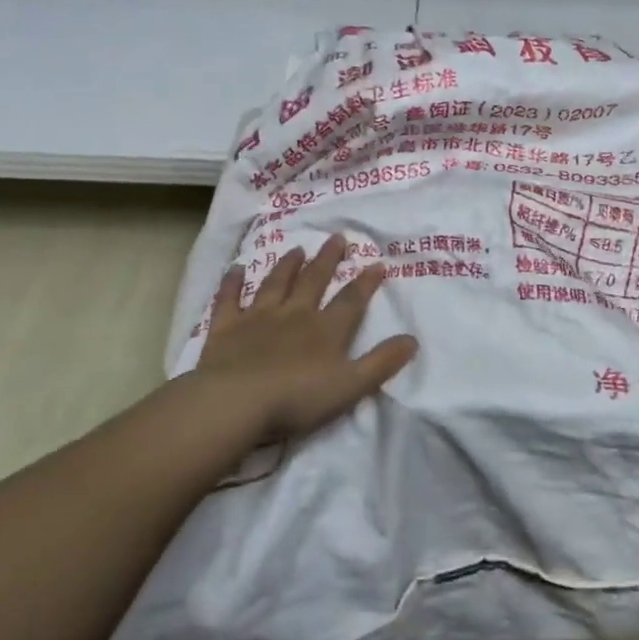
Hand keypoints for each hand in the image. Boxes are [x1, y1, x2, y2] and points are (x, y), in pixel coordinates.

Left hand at [190, 234, 417, 448]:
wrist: (236, 401)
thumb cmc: (297, 398)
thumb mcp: (352, 386)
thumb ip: (382, 362)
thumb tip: (412, 339)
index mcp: (326, 330)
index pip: (351, 300)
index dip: (366, 282)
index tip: (377, 263)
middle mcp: (295, 314)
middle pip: (314, 281)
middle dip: (328, 260)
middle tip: (337, 238)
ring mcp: (258, 318)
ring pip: (276, 284)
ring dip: (288, 266)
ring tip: (297, 249)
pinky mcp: (226, 328)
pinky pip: (229, 299)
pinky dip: (232, 283)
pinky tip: (235, 269)